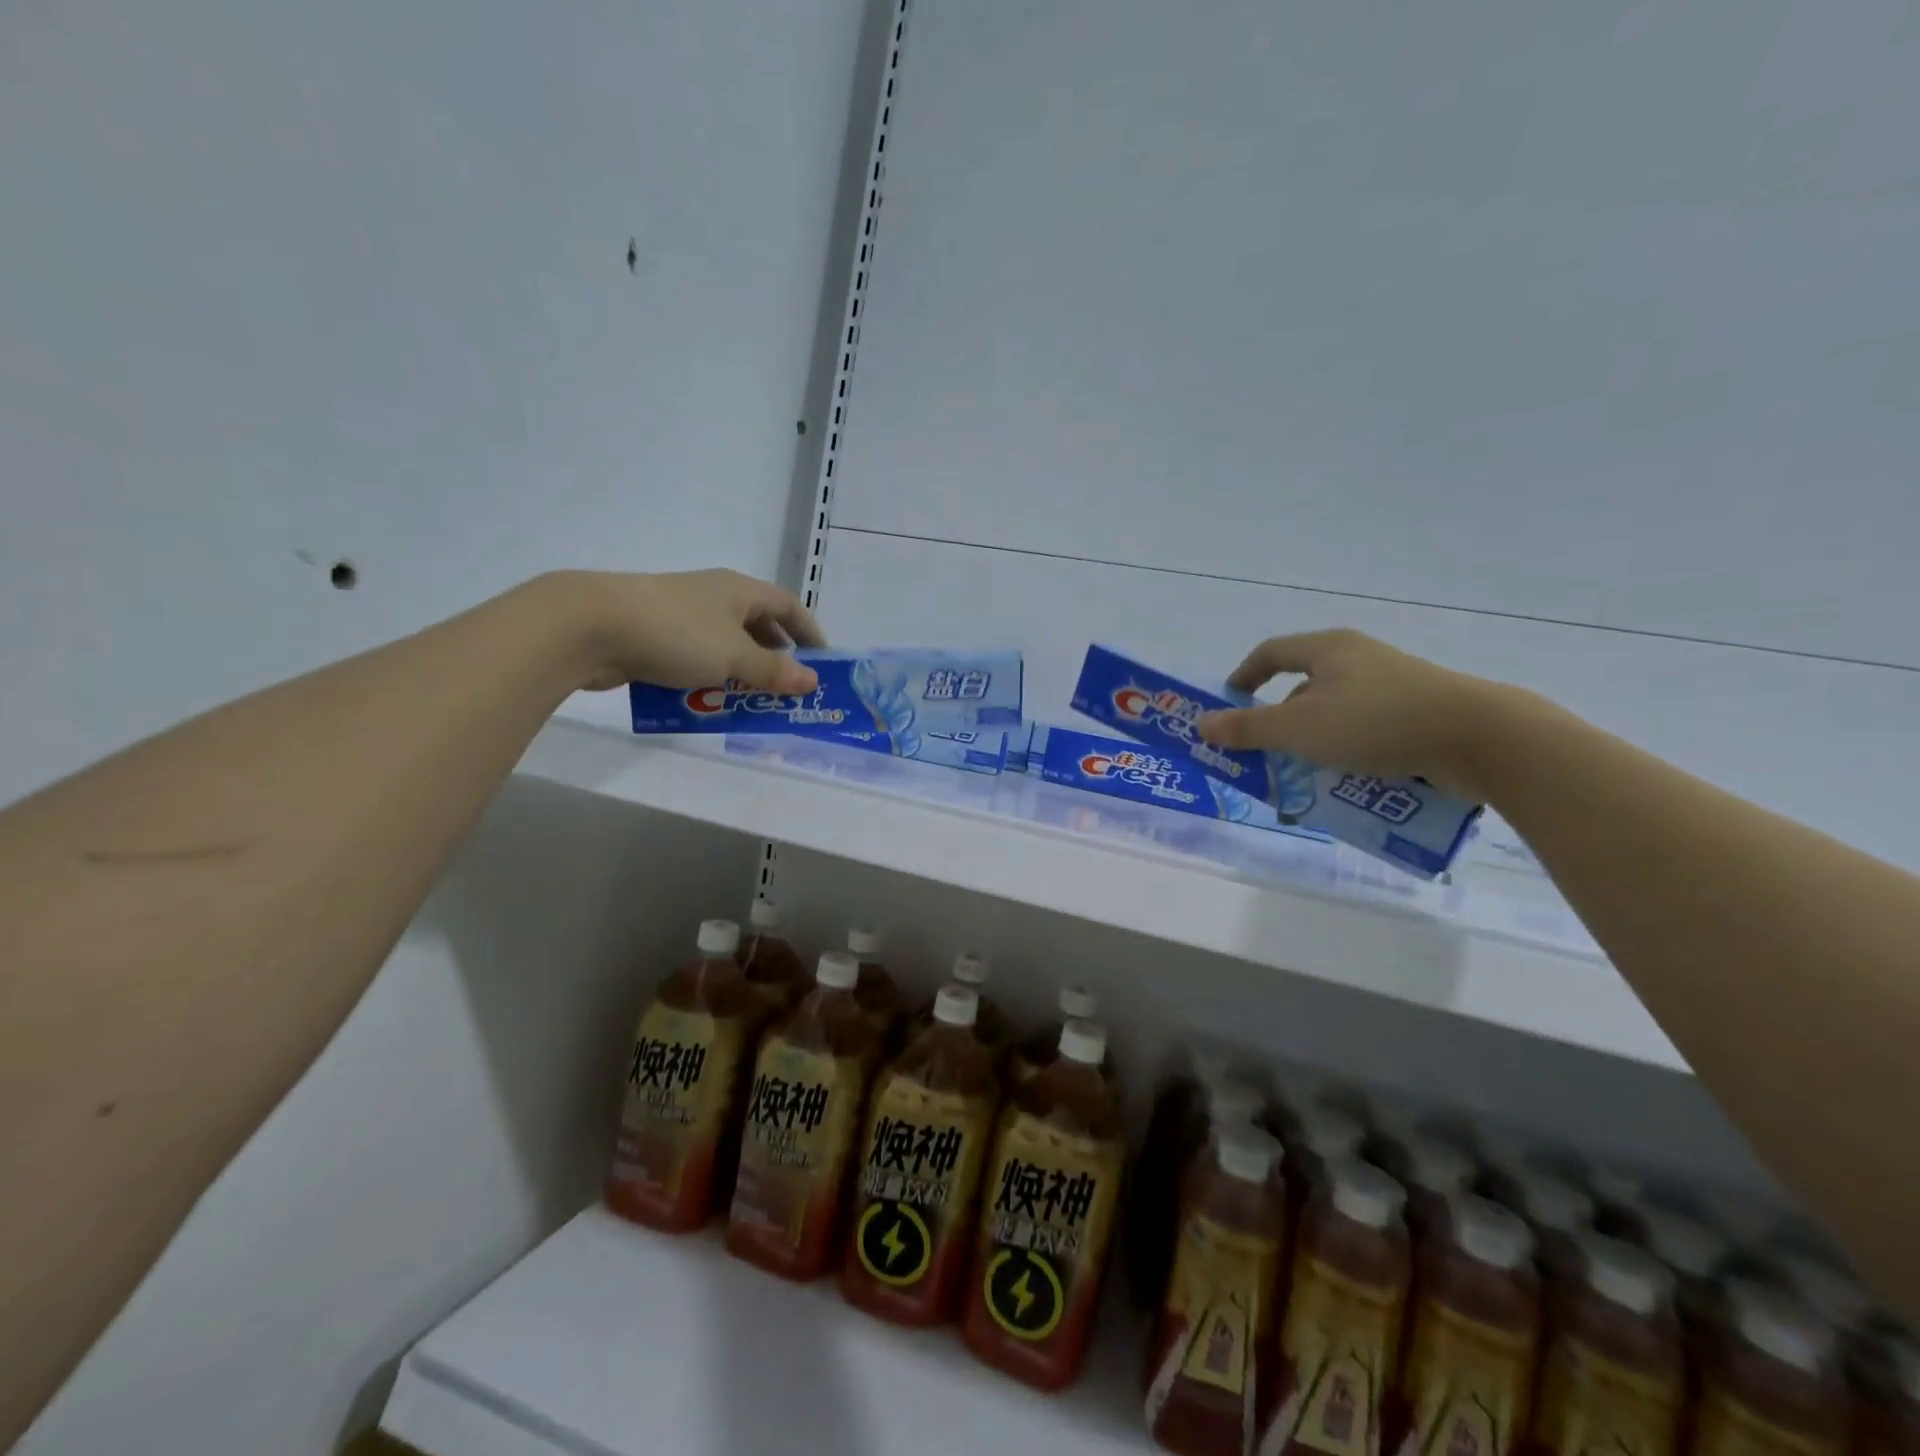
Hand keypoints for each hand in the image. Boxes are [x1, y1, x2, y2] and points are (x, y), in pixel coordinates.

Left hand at [546, 569, 826, 694]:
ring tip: (751, 703)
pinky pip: (694, 659)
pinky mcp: (654, 635)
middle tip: (788, 690)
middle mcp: (713, 596)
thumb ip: (774, 671)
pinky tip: (706, 703)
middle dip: (775, 658)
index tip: (823, 663)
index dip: (809, 632)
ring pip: (724, 645)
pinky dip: (707, 679)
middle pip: (757, 626)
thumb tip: (812, 681)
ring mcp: (681, 615)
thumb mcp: (735, 656)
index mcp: (739, 590)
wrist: (590, 626)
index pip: (788, 606)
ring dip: (741, 673)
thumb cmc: (677, 634)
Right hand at [1196, 629, 1502, 799]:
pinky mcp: (1420, 712)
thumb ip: (1247, 728)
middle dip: (1280, 721)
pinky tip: (1348, 782)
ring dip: (1314, 742)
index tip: (1229, 701)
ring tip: (1304, 776)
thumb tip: (1201, 723)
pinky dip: (1348, 752)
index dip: (1245, 675)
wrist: (1479, 737)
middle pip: (1303, 685)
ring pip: (1336, 712)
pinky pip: (1368, 730)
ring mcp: (1394, 684)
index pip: (1271, 652)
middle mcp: (1359, 658)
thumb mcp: (1298, 729)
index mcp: (1328, 649)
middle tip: (1265, 752)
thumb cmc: (1375, 722)